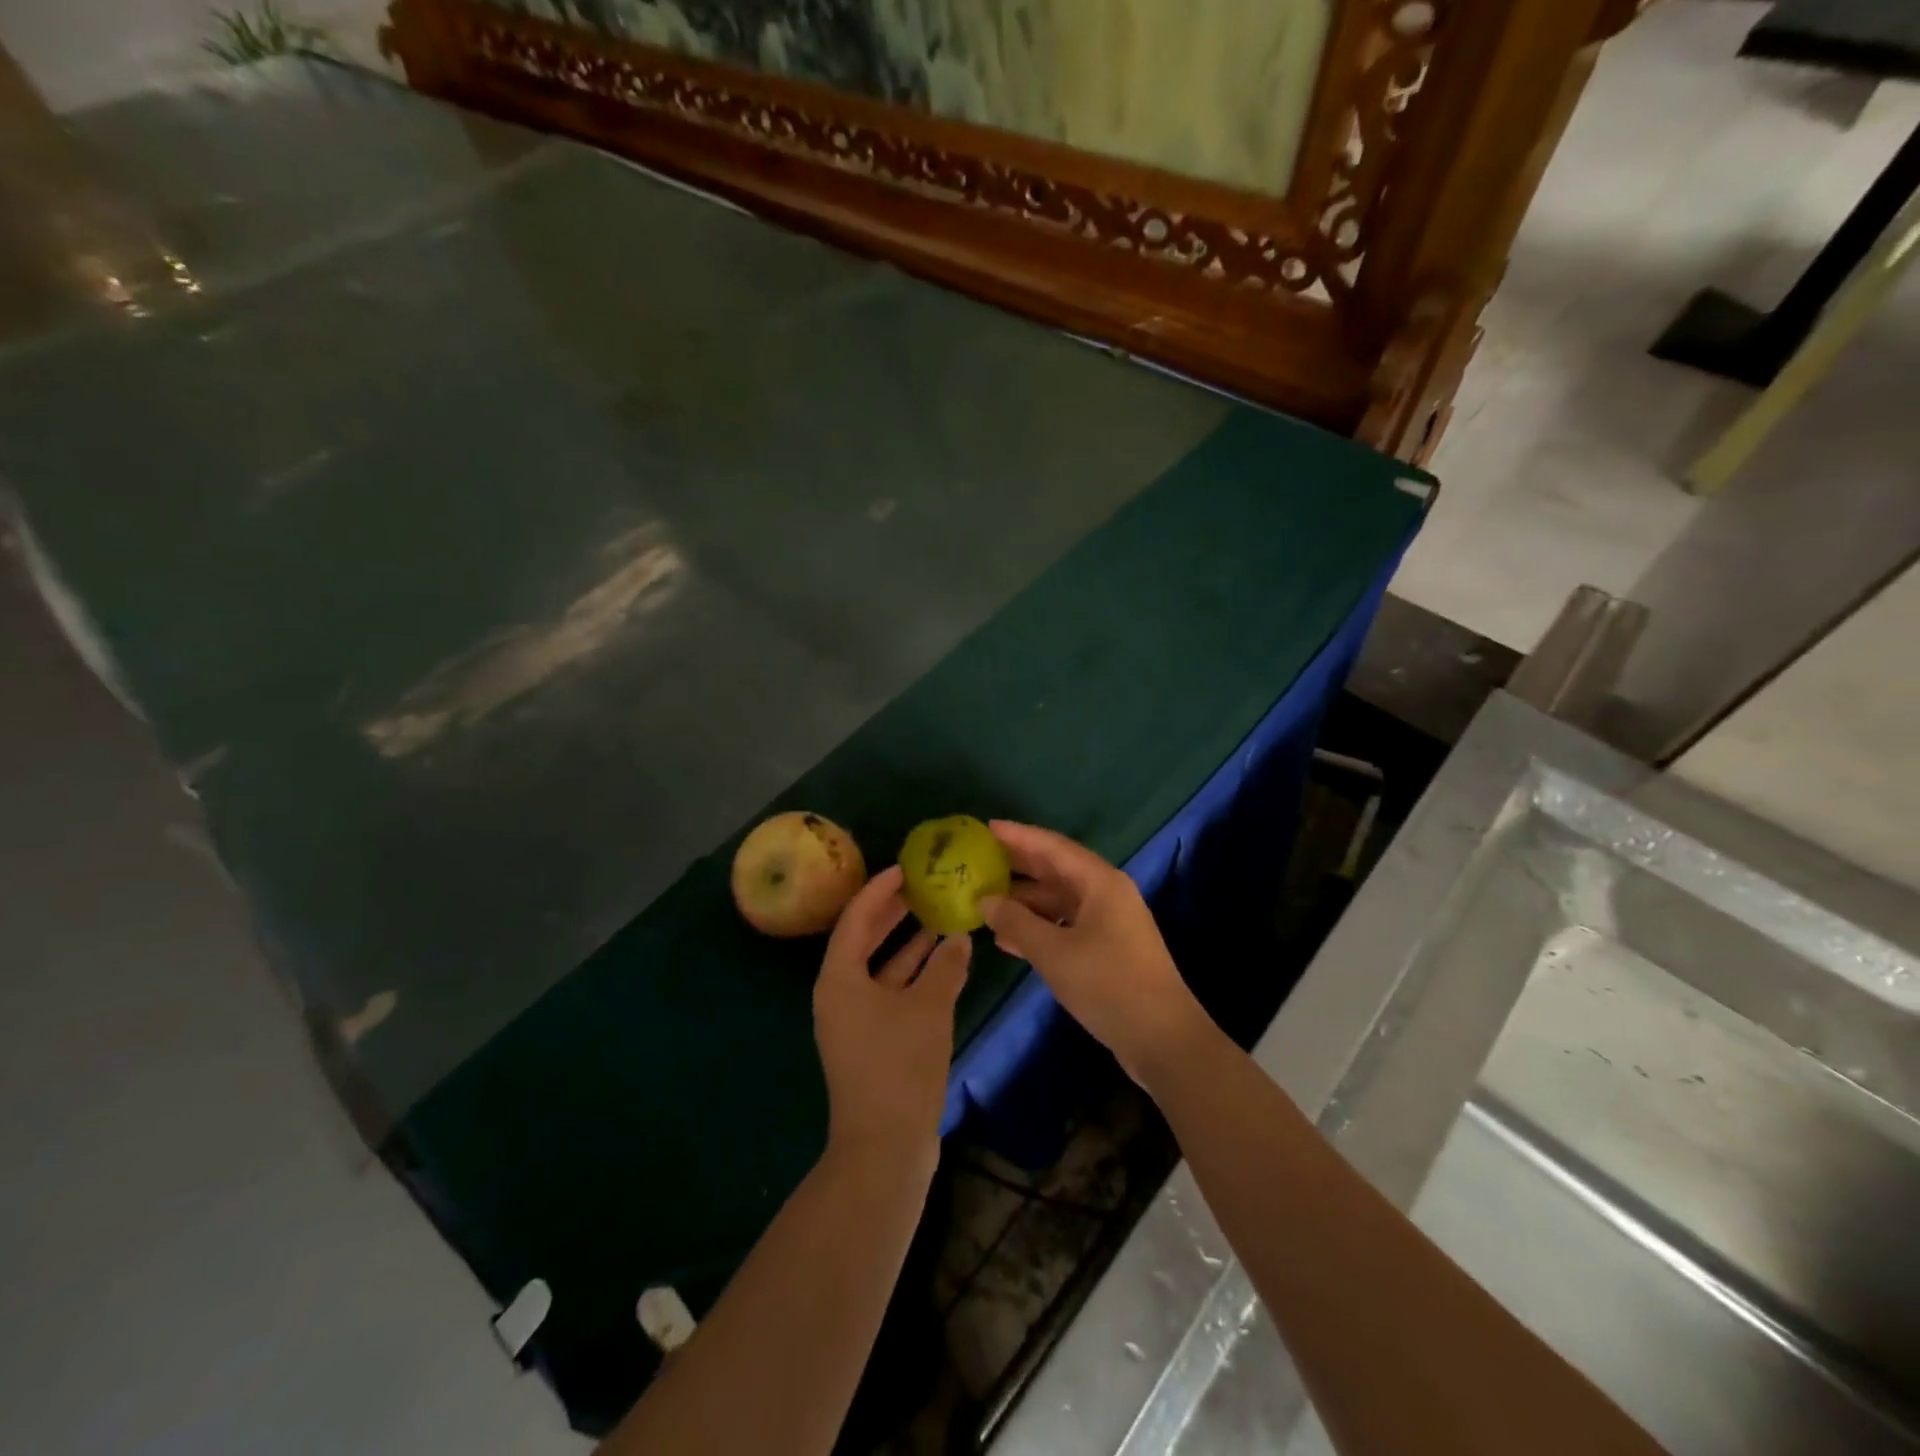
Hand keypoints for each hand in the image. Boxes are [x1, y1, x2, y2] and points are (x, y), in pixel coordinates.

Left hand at [813, 865, 969, 1173]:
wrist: (885, 1147)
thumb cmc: (899, 1066)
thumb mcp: (928, 1008)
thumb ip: (945, 967)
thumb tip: (959, 938)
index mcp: (839, 978)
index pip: (856, 918)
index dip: (881, 890)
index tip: (906, 868)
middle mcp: (839, 993)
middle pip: (864, 939)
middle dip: (893, 913)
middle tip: (923, 885)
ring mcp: (854, 1019)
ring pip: (880, 967)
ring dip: (907, 944)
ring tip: (938, 915)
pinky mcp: (871, 1040)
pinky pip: (890, 992)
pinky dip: (913, 975)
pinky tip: (943, 962)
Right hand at [980, 822, 1210, 1086]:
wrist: (1163, 1039)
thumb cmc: (1108, 985)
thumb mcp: (1053, 952)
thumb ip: (1016, 922)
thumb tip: (985, 900)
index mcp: (1100, 882)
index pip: (1052, 847)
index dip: (1018, 836)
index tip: (986, 828)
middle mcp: (1106, 894)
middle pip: (1056, 870)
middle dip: (1018, 866)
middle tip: (980, 861)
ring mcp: (1109, 922)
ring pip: (1059, 901)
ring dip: (1025, 902)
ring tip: (986, 904)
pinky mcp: (1107, 949)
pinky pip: (1066, 925)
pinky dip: (1038, 928)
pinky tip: (1008, 941)